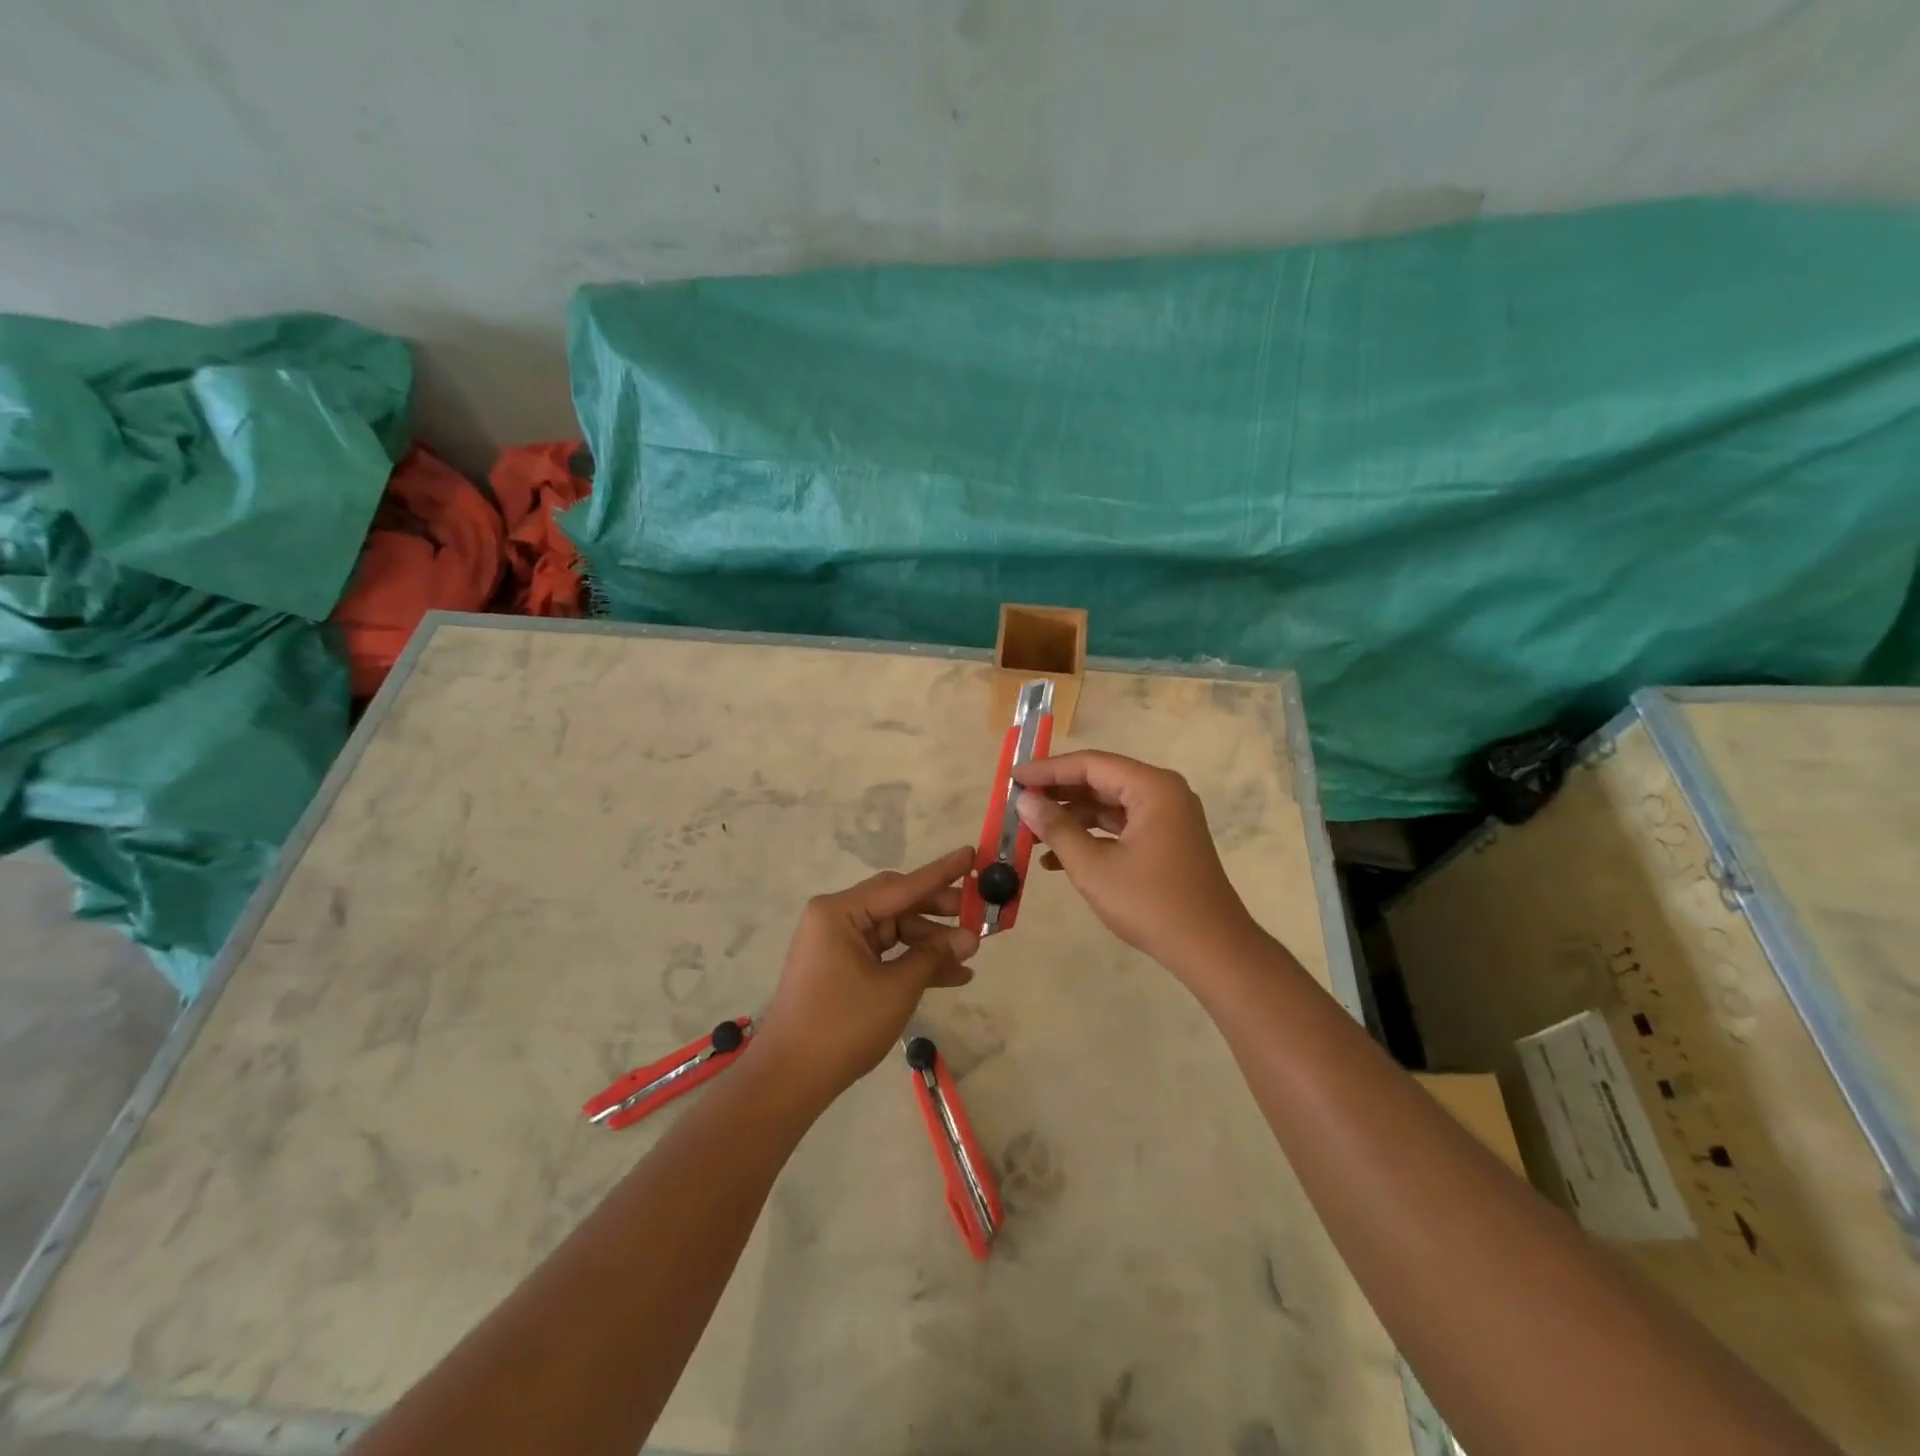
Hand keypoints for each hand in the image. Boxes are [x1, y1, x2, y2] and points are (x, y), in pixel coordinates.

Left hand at [754, 846, 980, 1103]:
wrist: (790, 1079)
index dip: (941, 873)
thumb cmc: (842, 1025)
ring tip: (971, 954)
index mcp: (840, 911)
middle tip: (979, 913)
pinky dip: (913, 962)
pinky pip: (886, 954)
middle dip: (939, 912)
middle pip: (898, 904)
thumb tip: (970, 937)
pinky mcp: (842, 967)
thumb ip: (933, 956)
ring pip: (895, 931)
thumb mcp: (896, 989)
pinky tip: (952, 976)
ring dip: (930, 943)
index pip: (902, 885)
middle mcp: (837, 918)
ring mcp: (838, 943)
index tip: (972, 854)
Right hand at [1012, 751, 1262, 977]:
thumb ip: (1057, 828)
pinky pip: (1121, 825)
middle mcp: (1162, 792)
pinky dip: (1091, 835)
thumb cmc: (1151, 904)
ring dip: (1071, 817)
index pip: (1090, 764)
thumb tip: (1025, 800)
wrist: (1212, 950)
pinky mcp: (1166, 839)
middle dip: (1057, 793)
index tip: (1012, 776)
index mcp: (1152, 788)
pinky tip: (1056, 858)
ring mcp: (1167, 816)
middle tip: (1018, 802)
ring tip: (1031, 832)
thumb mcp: (1094, 867)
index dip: (1047, 769)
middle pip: (1100, 779)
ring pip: (1108, 803)